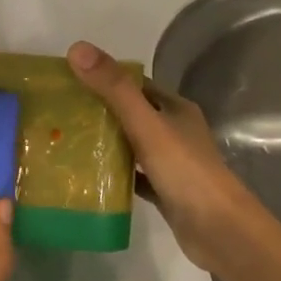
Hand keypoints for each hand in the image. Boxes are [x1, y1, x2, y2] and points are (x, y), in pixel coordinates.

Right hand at [67, 40, 256, 271]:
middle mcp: (175, 131)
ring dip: (105, 142)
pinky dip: (115, 173)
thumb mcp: (146, 124)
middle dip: (99, 111)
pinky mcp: (166, 191)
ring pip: (132, 144)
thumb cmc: (185, 171)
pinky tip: (89, 175)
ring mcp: (172, 163)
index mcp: (175, 108)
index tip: (69, 81)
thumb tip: (77, 47)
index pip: (134, 85)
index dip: (104, 79)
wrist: (220, 232)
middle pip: (131, 113)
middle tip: (60, 113)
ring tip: (66, 140)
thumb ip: (113, 88)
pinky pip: (134, 175)